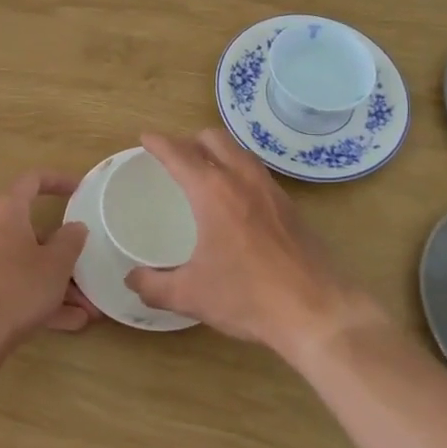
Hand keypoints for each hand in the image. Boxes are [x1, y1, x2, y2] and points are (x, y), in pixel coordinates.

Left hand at [0, 170, 95, 361]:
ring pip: (25, 264)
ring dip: (57, 282)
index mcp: (5, 210)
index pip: (32, 180)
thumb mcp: (57, 263)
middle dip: (63, 253)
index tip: (80, 190)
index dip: (58, 181)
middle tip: (88, 264)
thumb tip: (75, 227)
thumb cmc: (18, 287)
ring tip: (87, 307)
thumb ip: (71, 240)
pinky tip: (70, 322)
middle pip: (32, 232)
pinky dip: (39, 298)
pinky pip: (14, 285)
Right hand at [124, 130, 374, 358]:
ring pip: (239, 151)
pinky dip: (238, 170)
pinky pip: (256, 171)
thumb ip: (154, 285)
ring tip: (204, 171)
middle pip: (213, 138)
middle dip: (190, 140)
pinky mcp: (290, 205)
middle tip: (174, 157)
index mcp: (213, 191)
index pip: (180, 154)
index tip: (145, 137)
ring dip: (218, 151)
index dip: (159, 143)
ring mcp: (270, 189)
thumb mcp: (191, 295)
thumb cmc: (247, 296)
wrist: (315, 310)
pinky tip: (235, 199)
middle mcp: (242, 179)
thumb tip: (132, 279)